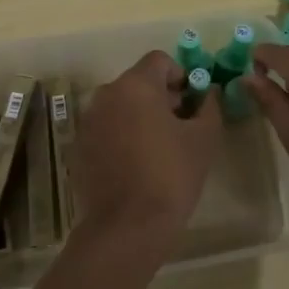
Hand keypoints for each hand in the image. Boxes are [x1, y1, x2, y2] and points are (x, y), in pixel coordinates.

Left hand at [68, 50, 222, 255]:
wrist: (127, 227)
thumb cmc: (171, 175)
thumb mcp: (204, 139)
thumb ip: (209, 106)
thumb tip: (209, 92)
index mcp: (135, 85)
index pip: (160, 60)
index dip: (182, 75)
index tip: (194, 102)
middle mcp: (106, 95)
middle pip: (139, 82)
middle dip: (162, 97)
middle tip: (183, 126)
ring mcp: (88, 122)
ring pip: (121, 106)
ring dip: (141, 116)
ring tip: (161, 148)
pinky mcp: (79, 148)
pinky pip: (106, 129)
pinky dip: (122, 136)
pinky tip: (137, 166)